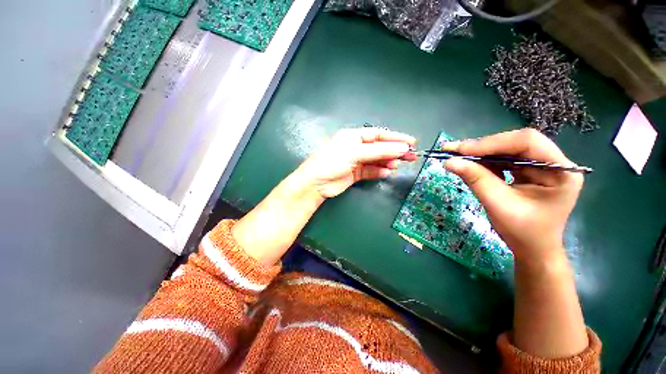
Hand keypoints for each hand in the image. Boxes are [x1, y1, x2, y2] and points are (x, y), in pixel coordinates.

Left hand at [295, 128, 416, 198]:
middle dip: (394, 151)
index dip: (395, 137)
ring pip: (376, 160)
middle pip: (379, 147)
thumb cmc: (332, 162)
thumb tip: (402, 148)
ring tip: (397, 165)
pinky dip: (378, 172)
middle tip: (411, 156)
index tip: (411, 142)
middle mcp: (355, 147)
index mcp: (353, 136)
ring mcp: (355, 161)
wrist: (316, 184)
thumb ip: (379, 151)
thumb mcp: (355, 153)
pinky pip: (370, 171)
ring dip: (387, 162)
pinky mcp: (355, 174)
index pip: (378, 134)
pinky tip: (385, 173)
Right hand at [442, 129, 582, 263]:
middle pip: (516, 142)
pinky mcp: (528, 171)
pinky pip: (504, 159)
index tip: (461, 150)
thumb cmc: (522, 232)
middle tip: (454, 150)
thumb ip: (476, 180)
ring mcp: (541, 166)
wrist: (532, 248)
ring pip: (508, 149)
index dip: (492, 143)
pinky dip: (484, 161)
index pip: (527, 142)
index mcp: (561, 171)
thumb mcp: (498, 205)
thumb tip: (449, 162)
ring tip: (457, 155)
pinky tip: (470, 163)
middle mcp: (554, 162)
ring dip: (481, 152)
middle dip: (483, 146)